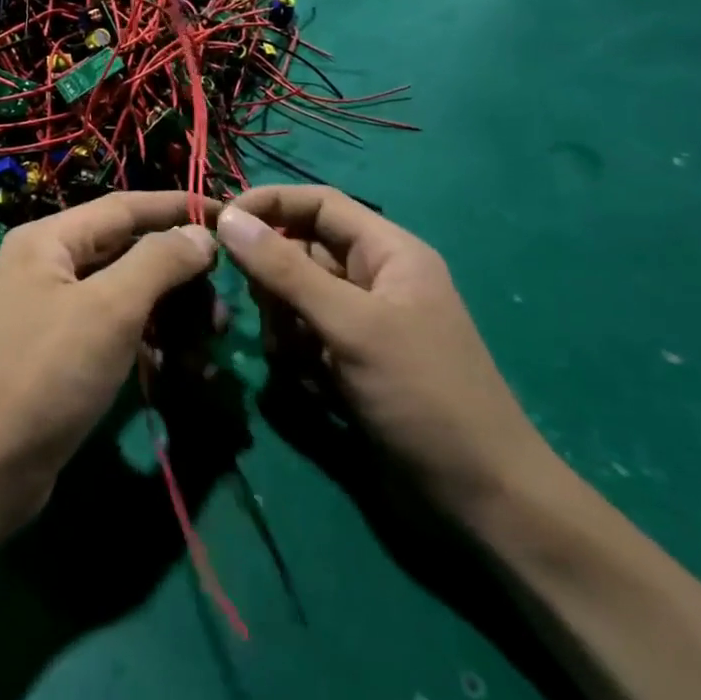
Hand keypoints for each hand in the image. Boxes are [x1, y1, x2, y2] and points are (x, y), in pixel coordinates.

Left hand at [0, 192, 218, 536]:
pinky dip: (146, 342)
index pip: (125, 207)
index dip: (178, 208)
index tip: (229, 215)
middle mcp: (46, 266)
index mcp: (48, 240)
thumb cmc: (46, 375)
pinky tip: (176, 367)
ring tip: (208, 341)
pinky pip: (112, 332)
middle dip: (178, 272)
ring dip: (168, 312)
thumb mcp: (109, 310)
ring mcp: (50, 312)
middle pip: (126, 251)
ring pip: (123, 295)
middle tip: (223, 302)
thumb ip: (158, 262)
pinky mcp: (58, 354)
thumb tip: (201, 234)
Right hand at [215, 186, 551, 512]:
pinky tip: (313, 387)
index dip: (269, 205)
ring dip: (282, 325)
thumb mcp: (350, 325)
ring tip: (299, 361)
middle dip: (274, 281)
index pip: (318, 203)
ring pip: (293, 297)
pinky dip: (295, 356)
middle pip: (299, 250)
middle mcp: (373, 277)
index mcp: (388, 251)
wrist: (479, 496)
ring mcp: (360, 322)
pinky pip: (301, 336)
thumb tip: (228, 218)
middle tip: (270, 315)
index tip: (220, 225)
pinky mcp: (349, 360)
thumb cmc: (422, 394)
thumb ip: (285, 270)